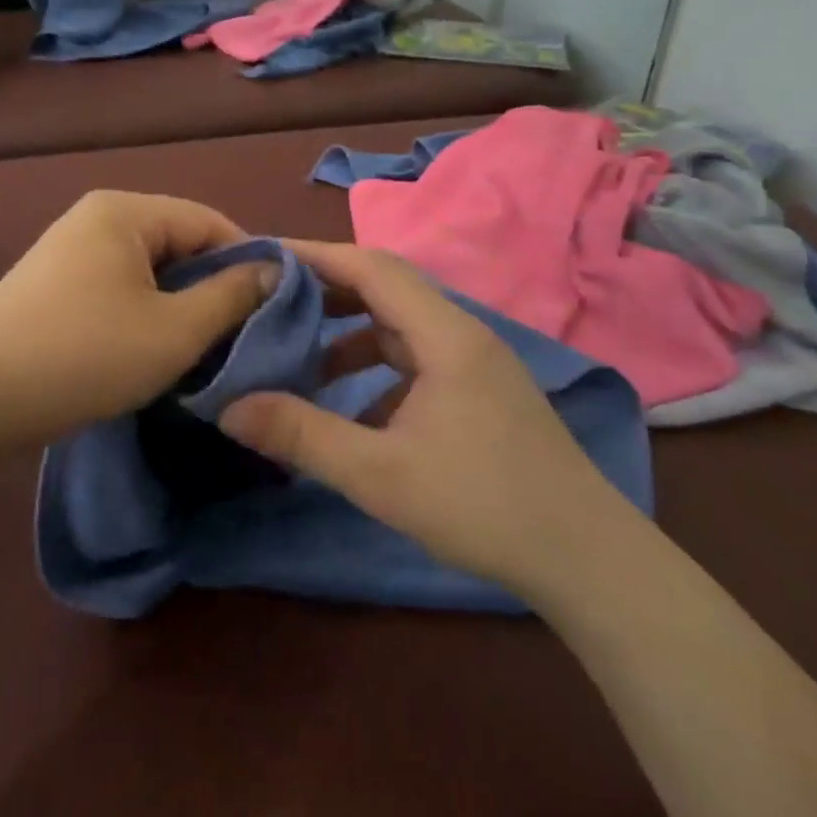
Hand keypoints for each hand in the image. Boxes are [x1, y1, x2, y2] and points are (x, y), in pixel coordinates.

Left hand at [0, 192, 274, 447]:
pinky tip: (156, 350)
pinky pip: (121, 288)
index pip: (209, 222)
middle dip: (213, 288)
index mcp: (126, 212)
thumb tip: (274, 271)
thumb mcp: (174, 330)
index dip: (249, 262)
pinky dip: (146, 314)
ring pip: (151, 271)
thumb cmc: (84, 354)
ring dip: (180, 306)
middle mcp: (98, 218)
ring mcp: (72, 250)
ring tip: (204, 348)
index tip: (275, 308)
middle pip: (179, 244)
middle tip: (242, 336)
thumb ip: (231, 296)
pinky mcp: (56, 285)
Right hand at [218, 241, 628, 601]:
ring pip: (401, 325)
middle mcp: (462, 333)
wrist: (588, 560)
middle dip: (327, 290)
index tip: (264, 258)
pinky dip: (377, 368)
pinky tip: (354, 410)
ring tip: (303, 357)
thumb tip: (228, 407)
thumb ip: (302, 435)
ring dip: (351, 332)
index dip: (315, 256)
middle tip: (272, 302)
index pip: (371, 267)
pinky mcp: (481, 391)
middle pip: (386, 288)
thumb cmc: (483, 506)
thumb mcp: (379, 474)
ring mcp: (476, 363)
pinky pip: (417, 358)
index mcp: (444, 334)